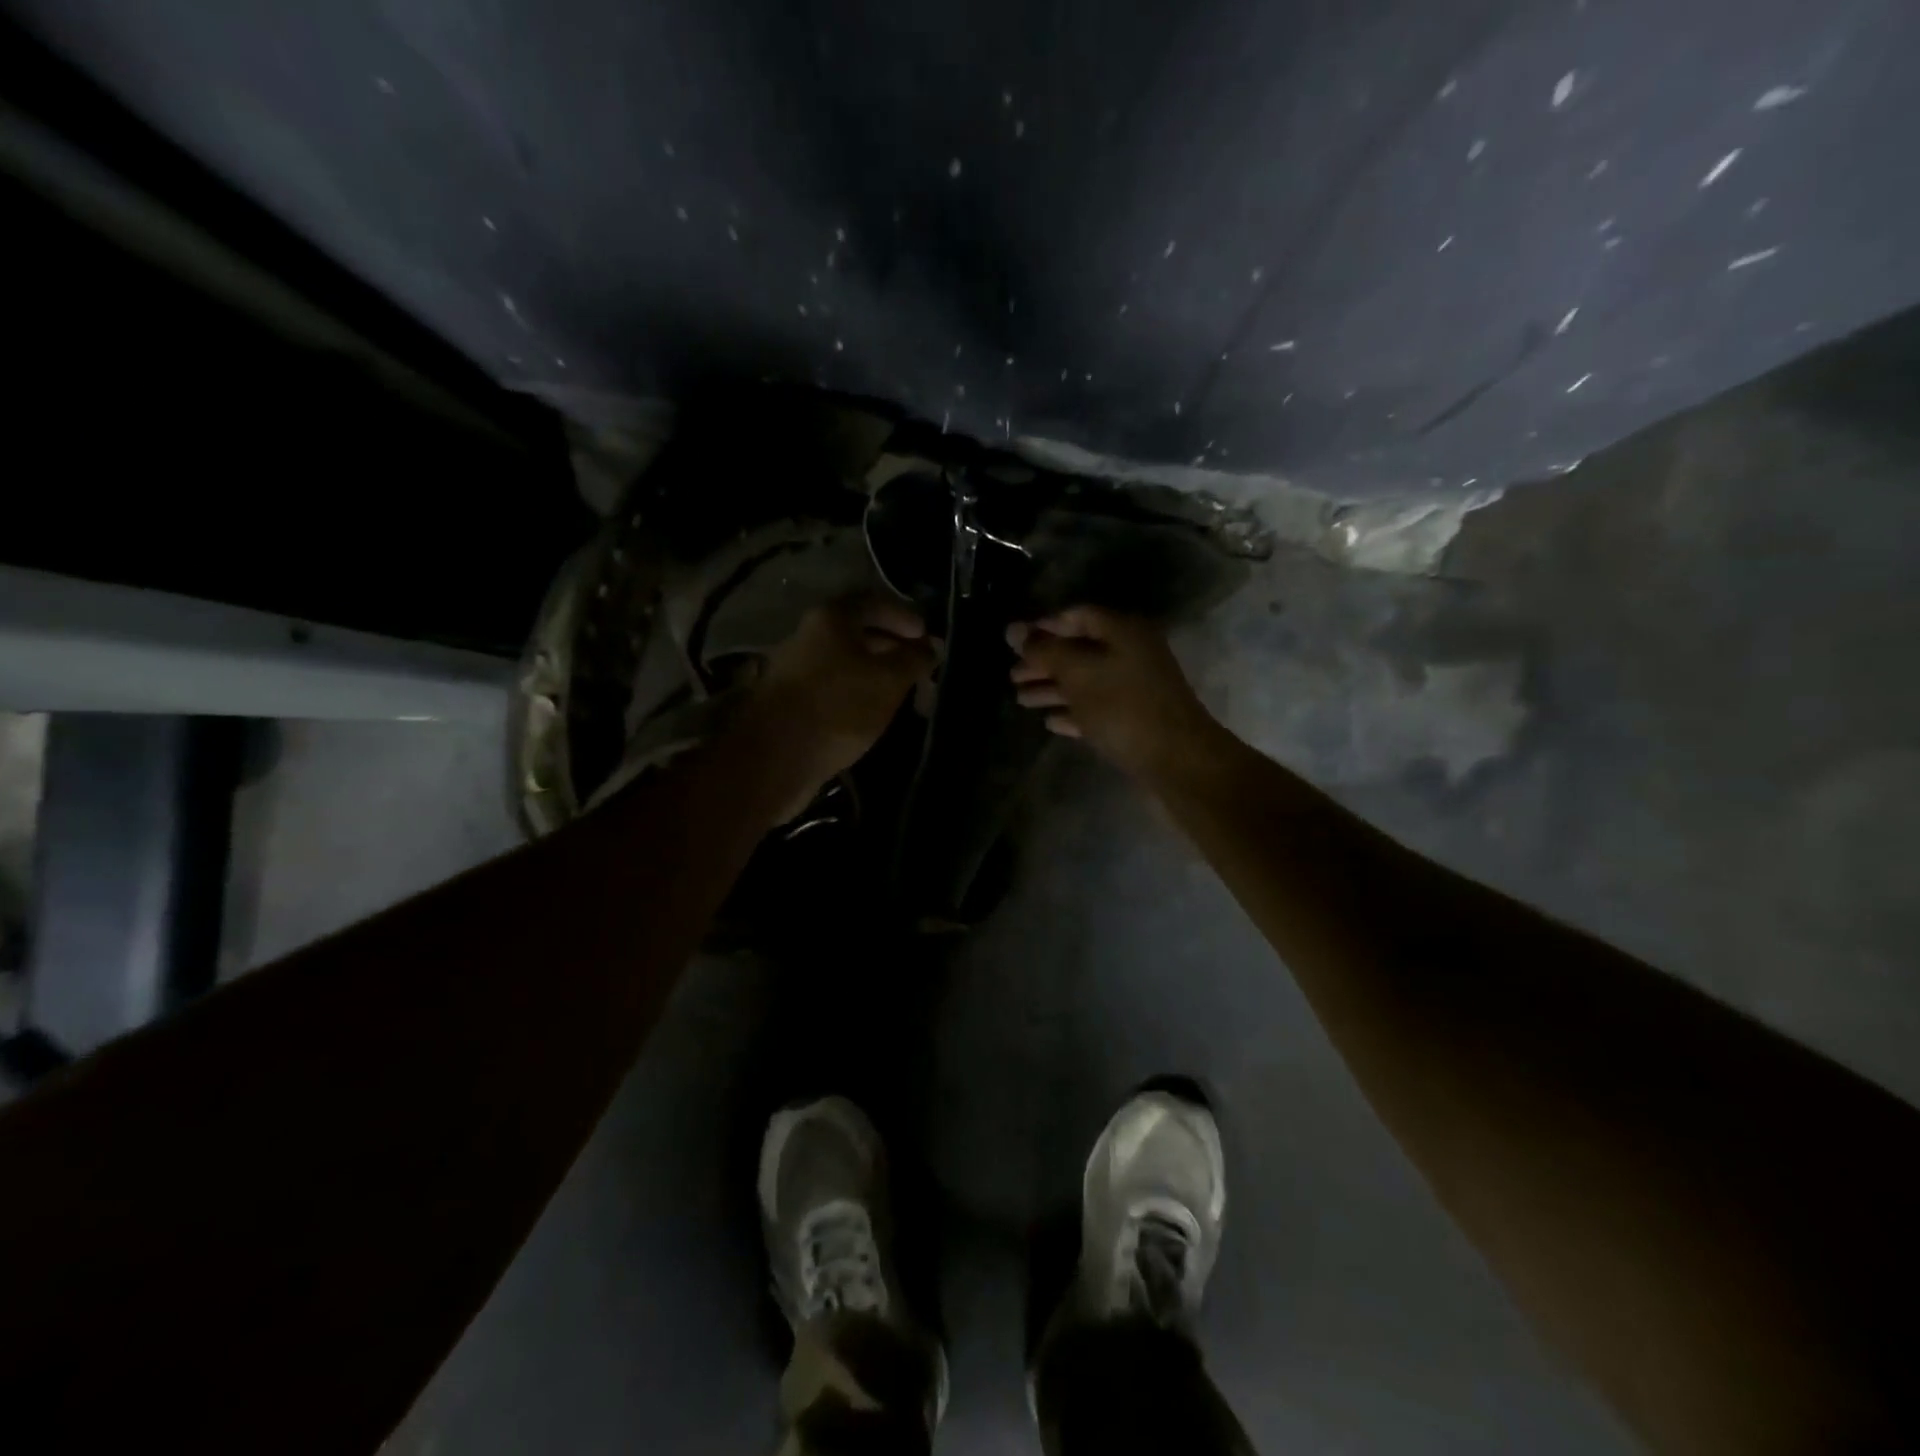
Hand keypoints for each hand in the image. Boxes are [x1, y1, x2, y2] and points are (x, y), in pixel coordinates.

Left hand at [752, 595, 935, 792]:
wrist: (776, 757)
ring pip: (844, 661)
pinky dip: (855, 692)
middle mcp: (807, 635)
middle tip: (919, 667)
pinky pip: (832, 686)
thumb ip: (914, 659)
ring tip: (901, 692)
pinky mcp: (789, 701)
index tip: (927, 639)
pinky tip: (871, 712)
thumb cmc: (839, 707)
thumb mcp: (889, 680)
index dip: (905, 617)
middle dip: (892, 647)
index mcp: (831, 618)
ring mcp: (794, 669)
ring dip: (874, 672)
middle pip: (857, 632)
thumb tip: (932, 647)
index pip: (874, 603)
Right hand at [1008, 607, 1222, 781]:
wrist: (1176, 761)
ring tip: (1021, 699)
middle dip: (1044, 662)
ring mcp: (1135, 687)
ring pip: (1086, 681)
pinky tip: (1050, 722)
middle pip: (1079, 650)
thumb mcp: (1078, 673)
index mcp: (1123, 631)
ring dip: (1053, 688)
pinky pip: (1097, 708)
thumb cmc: (1124, 708)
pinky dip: (1073, 711)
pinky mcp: (1135, 719)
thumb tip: (1012, 629)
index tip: (1014, 642)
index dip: (1044, 626)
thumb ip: (1044, 650)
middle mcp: (1131, 653)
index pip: (1077, 616)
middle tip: (1012, 676)